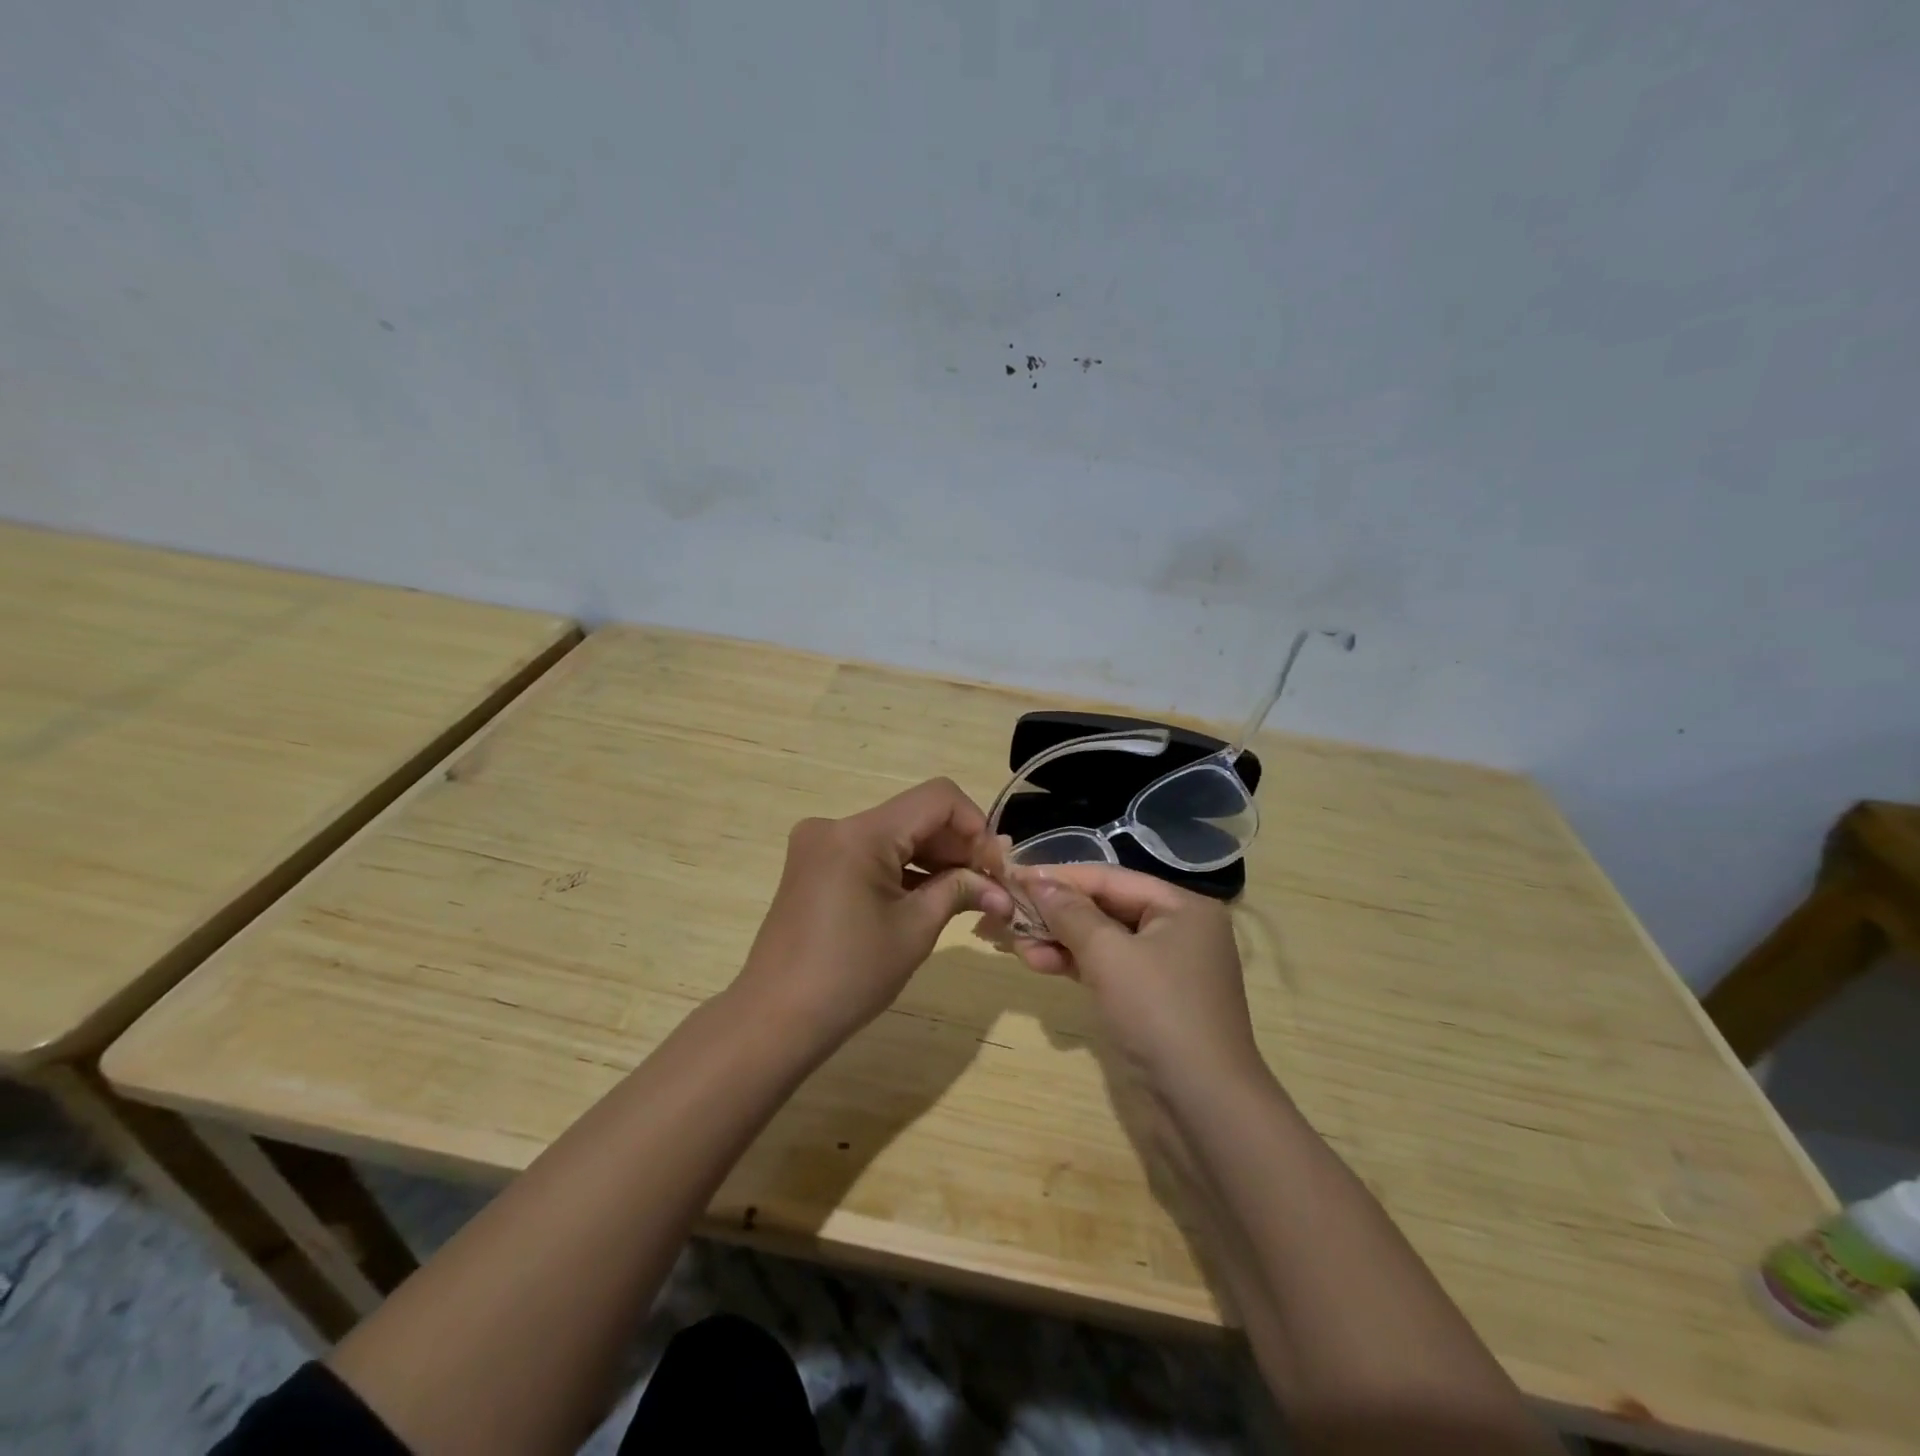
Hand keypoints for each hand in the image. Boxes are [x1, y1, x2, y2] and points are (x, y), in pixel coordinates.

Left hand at [734, 779, 1012, 1050]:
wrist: (776, 1019)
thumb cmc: (851, 975)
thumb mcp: (915, 929)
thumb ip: (959, 891)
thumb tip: (1002, 888)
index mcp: (860, 833)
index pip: (937, 798)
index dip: (975, 826)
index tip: (995, 867)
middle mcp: (836, 826)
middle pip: (915, 815)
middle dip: (957, 846)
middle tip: (990, 886)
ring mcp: (820, 844)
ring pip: (894, 834)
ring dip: (933, 858)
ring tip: (966, 895)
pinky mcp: (814, 865)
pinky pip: (871, 852)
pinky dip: (903, 868)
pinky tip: (928, 896)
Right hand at [1006, 865, 1263, 1088]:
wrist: (1203, 1107)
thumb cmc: (1159, 1014)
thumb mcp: (1108, 955)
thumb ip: (1070, 913)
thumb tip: (1035, 879)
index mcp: (1182, 906)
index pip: (1109, 878)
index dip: (1058, 877)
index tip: (1012, 878)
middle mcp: (1178, 929)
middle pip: (1105, 907)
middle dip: (1054, 913)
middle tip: (1005, 916)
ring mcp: (1167, 967)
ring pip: (1103, 940)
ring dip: (1058, 940)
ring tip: (1013, 945)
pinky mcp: (1153, 1000)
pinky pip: (1108, 967)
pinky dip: (1075, 964)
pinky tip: (1039, 963)